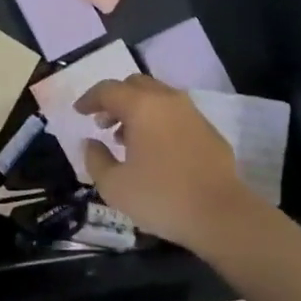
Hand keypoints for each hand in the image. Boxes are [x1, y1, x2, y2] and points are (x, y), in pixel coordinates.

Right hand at [74, 75, 253, 249]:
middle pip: (134, 84)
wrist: (222, 215)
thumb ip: (95, 159)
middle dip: (114, 99)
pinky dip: (158, 121)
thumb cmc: (161, 197)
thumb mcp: (114, 186)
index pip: (108, 90)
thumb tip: (91, 142)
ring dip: (137, 109)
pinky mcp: (209, 130)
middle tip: (103, 123)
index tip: (78, 112)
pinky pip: (175, 114)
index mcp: (141, 106)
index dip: (89, 99)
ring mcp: (192, 113)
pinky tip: (155, 149)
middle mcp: (167, 100)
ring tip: (126, 138)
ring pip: (157, 97)